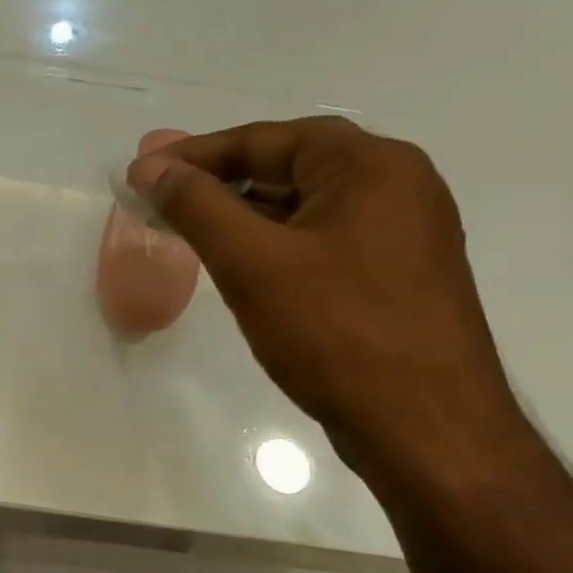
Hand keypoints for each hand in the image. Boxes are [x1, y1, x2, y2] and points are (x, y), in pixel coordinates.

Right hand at [129, 117, 530, 478]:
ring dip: (243, 214)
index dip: (197, 154)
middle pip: (289, 166)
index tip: (144, 174)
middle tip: (162, 200)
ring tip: (188, 231)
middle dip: (219, 183)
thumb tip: (151, 167)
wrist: (428, 432)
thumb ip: (196, 205)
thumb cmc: (337, 332)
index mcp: (372, 167)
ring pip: (303, 207)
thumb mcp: (251, 261)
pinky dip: (273, 243)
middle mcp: (397, 188)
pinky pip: (320, 240)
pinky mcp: (395, 277)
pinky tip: (237, 266)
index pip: (268, 139)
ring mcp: (402, 235)